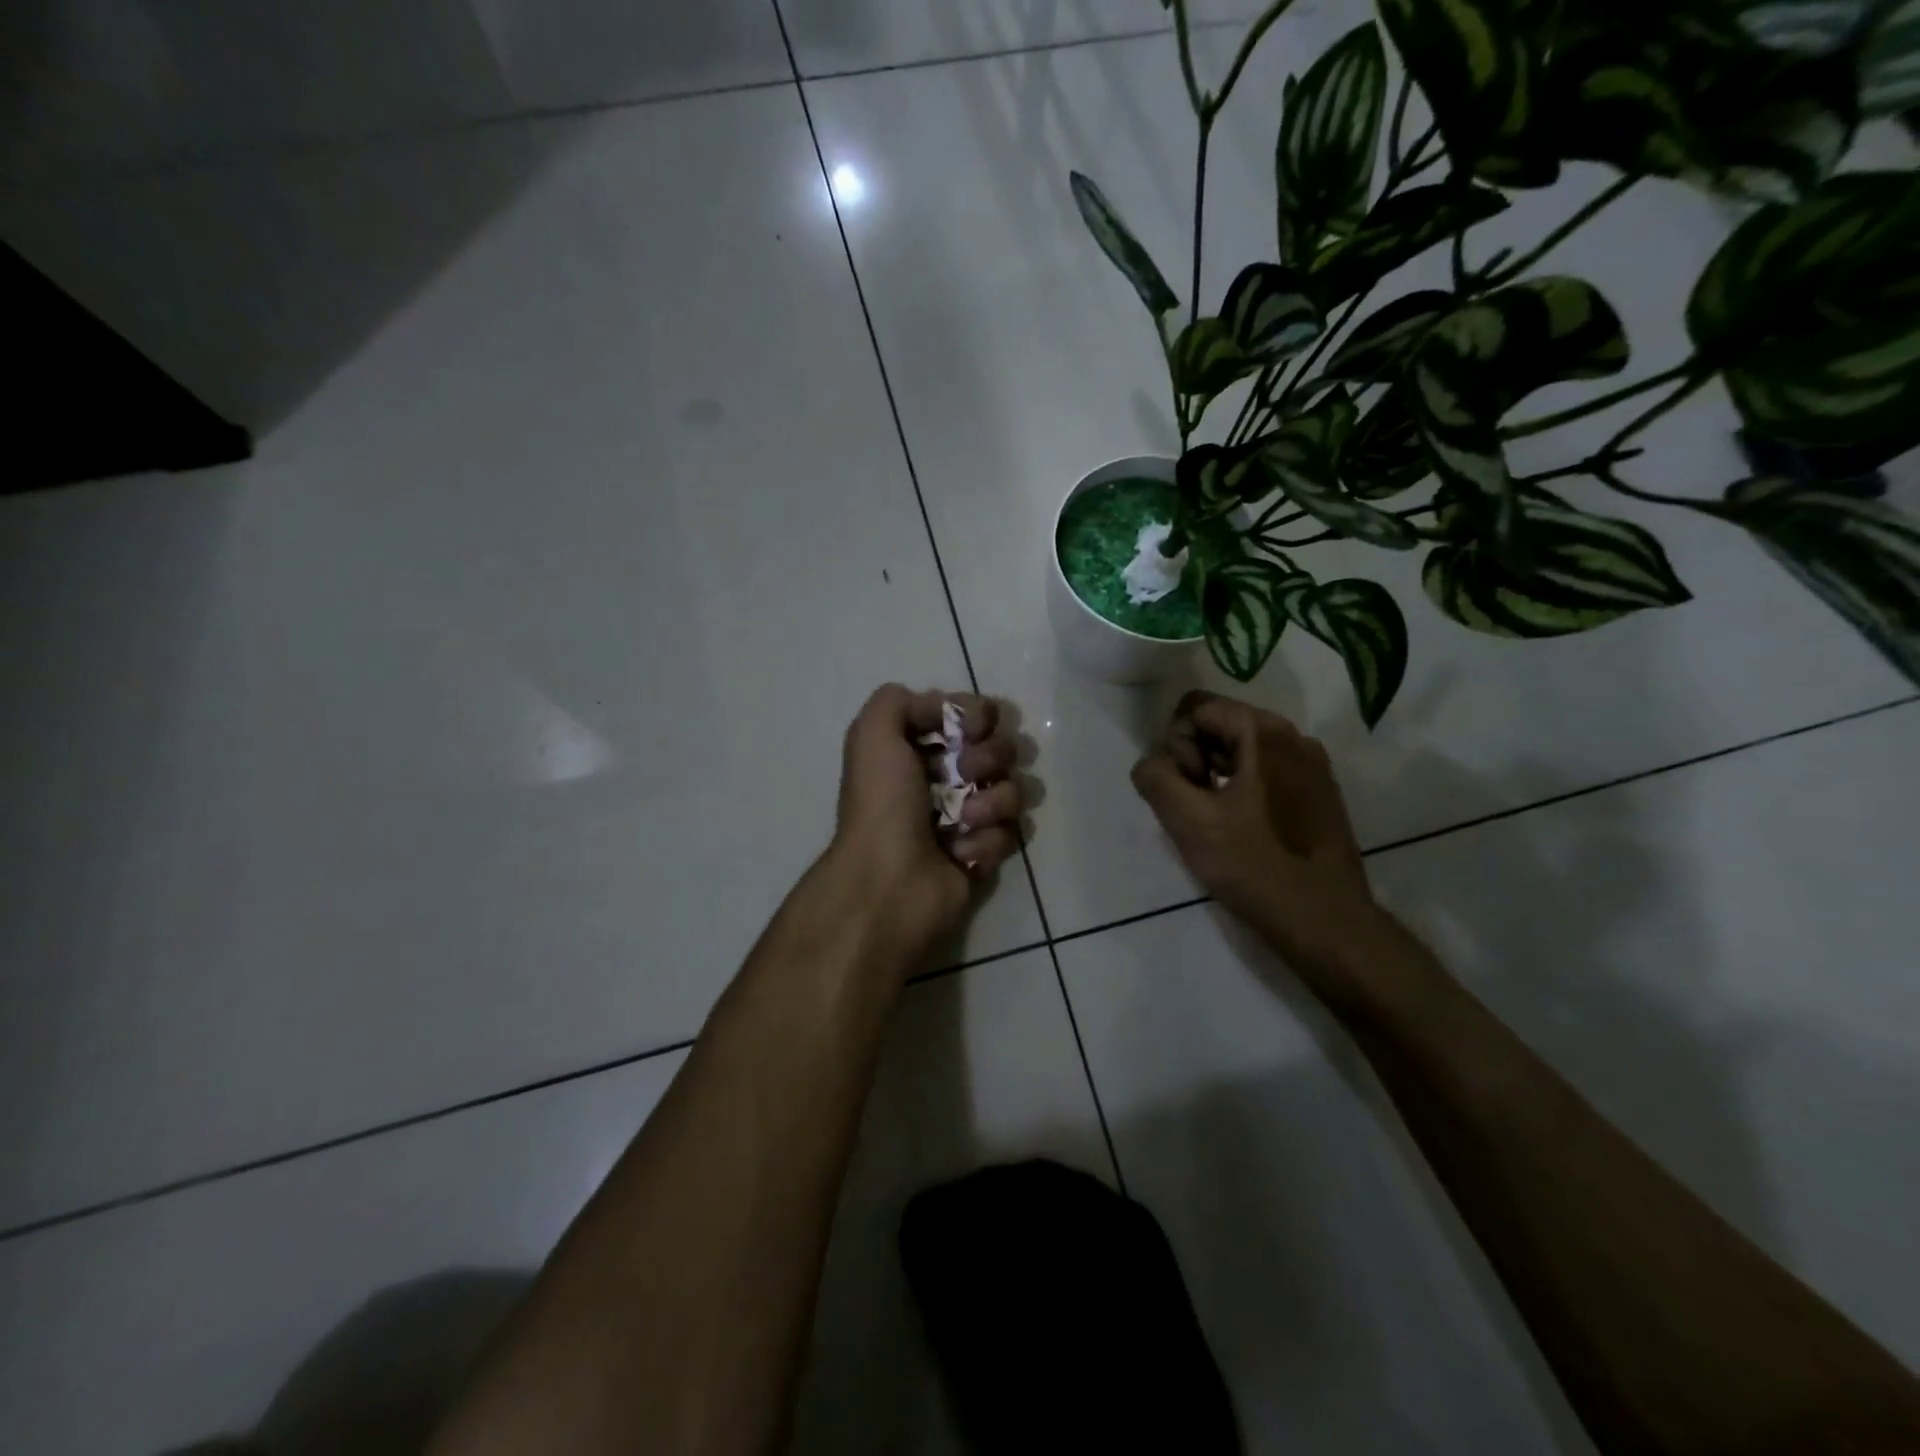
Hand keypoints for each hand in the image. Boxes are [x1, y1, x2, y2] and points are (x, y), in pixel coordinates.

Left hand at [830, 684, 1022, 954]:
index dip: (978, 717)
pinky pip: (1011, 833)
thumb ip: (899, 701)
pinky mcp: (984, 854)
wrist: (890, 882)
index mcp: (918, 750)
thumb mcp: (873, 734)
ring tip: (964, 821)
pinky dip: (986, 841)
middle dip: (988, 758)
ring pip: (1013, 790)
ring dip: (993, 802)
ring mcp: (968, 818)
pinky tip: (959, 853)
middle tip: (965, 774)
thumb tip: (942, 708)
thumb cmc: (882, 804)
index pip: (971, 716)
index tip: (972, 727)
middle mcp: (945, 779)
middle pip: (1000, 750)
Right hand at [1131, 691, 1384, 984]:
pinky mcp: (1319, 792)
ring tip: (1217, 821)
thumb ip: (1156, 778)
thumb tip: (1154, 764)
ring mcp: (1312, 764)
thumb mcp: (1189, 822)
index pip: (1195, 707)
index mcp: (1263, 732)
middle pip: (1220, 722)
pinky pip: (1266, 770)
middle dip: (1195, 757)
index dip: (1177, 746)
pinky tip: (1244, 829)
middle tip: (1197, 807)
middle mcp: (1293, 736)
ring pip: (1242, 748)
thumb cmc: (1256, 867)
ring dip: (1216, 773)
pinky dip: (1243, 787)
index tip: (1189, 791)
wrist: (1326, 922)